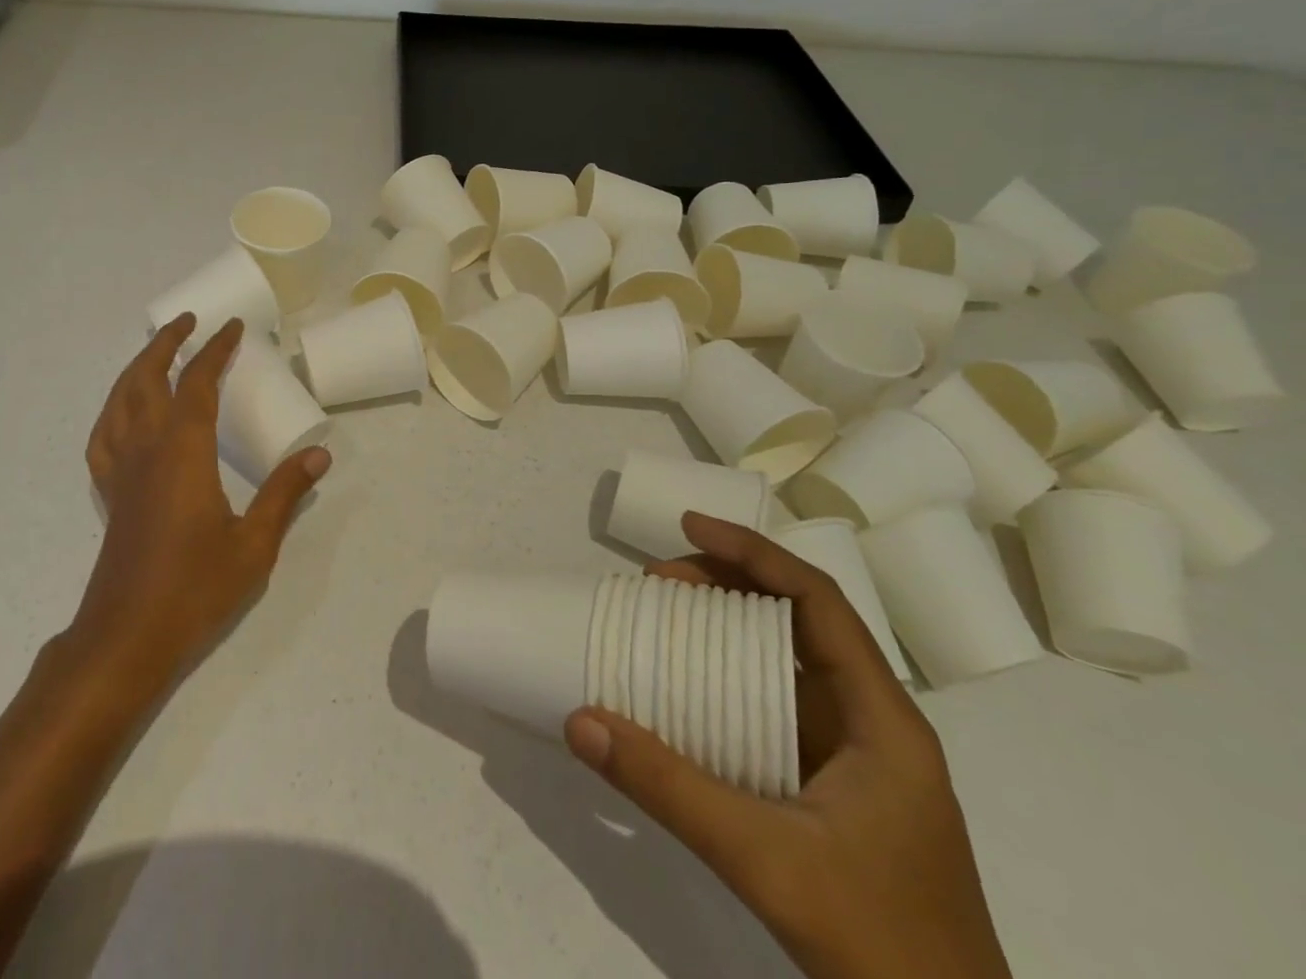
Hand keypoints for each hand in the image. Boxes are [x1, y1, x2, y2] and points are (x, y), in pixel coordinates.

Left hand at [72, 314, 330, 686]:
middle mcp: (146, 448)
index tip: (232, 328)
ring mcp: (121, 470)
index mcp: (183, 451)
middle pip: (147, 378)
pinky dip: (113, 410)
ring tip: (155, 353)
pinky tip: (124, 414)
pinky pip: (103, 437)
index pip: (197, 382)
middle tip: (187, 322)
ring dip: (136, 368)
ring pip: (119, 400)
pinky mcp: (109, 493)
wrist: (127, 637)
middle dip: (166, 344)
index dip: (215, 350)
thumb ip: (285, 493)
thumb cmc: (195, 588)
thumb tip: (319, 454)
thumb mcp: (254, 543)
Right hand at [563, 513, 1012, 978]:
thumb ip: (668, 788)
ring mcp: (856, 762)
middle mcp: (874, 725)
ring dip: (725, 631)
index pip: (819, 602)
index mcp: (883, 721)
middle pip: (799, 622)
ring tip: (662, 618)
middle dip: (727, 585)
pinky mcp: (835, 792)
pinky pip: (775, 707)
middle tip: (656, 581)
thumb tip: (580, 720)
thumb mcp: (764, 860)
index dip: (754, 553)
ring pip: (786, 663)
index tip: (687, 527)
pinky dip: (729, 681)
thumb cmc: (880, 948)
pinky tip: (686, 692)